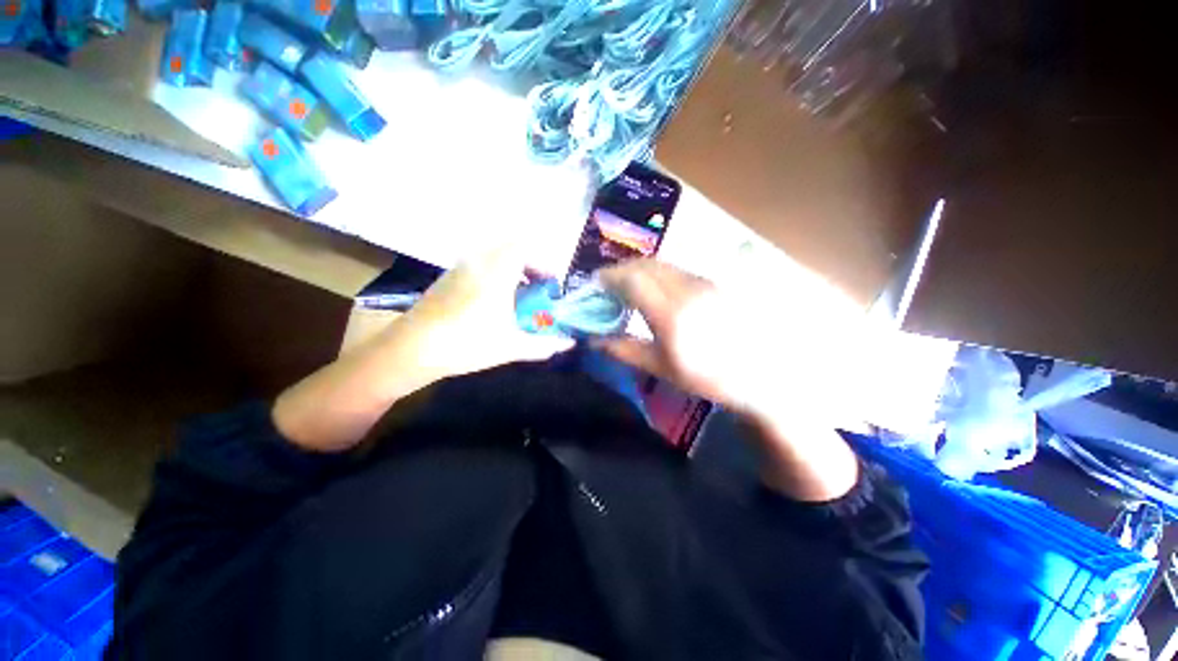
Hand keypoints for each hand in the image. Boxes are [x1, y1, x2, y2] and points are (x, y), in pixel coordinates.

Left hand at [274, 247, 571, 451]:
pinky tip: (491, 302)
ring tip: (516, 296)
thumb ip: (544, 345)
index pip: (525, 248)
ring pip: (493, 256)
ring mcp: (459, 268)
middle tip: (537, 289)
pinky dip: (493, 274)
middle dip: (530, 265)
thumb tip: (569, 345)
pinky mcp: (447, 277)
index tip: (550, 284)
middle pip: (510, 249)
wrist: (411, 349)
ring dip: (511, 270)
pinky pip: (478, 265)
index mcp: (497, 272)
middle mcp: (478, 262)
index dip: (543, 262)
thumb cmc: (467, 344)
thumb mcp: (511, 347)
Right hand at [595, 259, 773, 415]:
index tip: (595, 283)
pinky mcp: (713, 283)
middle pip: (647, 265)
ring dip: (640, 270)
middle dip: (622, 269)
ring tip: (628, 286)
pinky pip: (677, 270)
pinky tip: (655, 290)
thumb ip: (624, 350)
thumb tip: (593, 341)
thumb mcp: (661, 367)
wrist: (760, 374)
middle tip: (608, 284)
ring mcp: (703, 283)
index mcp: (671, 314)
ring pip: (663, 265)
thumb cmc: (707, 377)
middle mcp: (687, 290)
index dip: (610, 276)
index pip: (634, 279)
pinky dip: (658, 274)